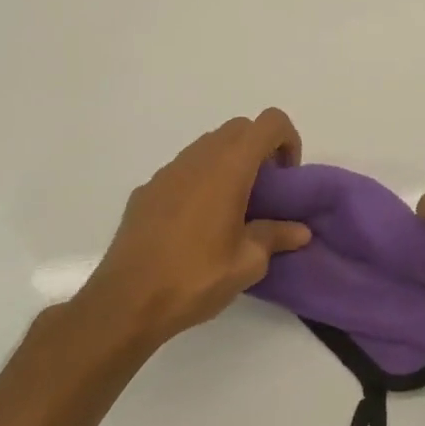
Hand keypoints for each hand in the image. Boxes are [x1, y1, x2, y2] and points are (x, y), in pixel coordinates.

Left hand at [75, 109, 311, 354]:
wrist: (125, 302)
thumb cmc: (195, 277)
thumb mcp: (248, 263)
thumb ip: (276, 237)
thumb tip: (300, 231)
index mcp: (229, 167)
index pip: (269, 123)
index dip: (287, 140)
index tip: (286, 178)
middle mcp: (198, 158)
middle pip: (239, 129)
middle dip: (260, 150)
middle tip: (265, 193)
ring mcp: (168, 172)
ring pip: (209, 146)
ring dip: (229, 164)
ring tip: (233, 210)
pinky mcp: (146, 190)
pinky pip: (184, 170)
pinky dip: (201, 181)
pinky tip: (197, 225)